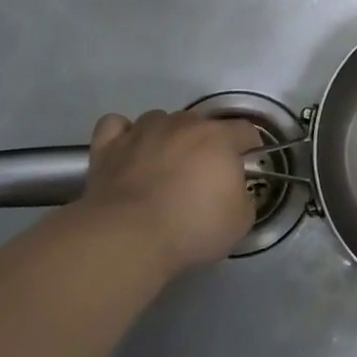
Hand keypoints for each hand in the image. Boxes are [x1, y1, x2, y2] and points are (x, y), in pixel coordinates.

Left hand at [84, 110, 261, 270]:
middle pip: (200, 123)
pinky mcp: (108, 146)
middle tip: (201, 176)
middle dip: (205, 144)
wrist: (129, 237)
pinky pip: (117, 126)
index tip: (245, 165)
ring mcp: (142, 131)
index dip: (248, 146)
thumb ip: (242, 196)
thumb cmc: (192, 227)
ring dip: (166, 137)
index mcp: (218, 137)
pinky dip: (124, 135)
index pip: (244, 129)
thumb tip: (231, 190)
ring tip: (162, 166)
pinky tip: (128, 152)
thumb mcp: (240, 221)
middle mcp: (181, 124)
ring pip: (159, 120)